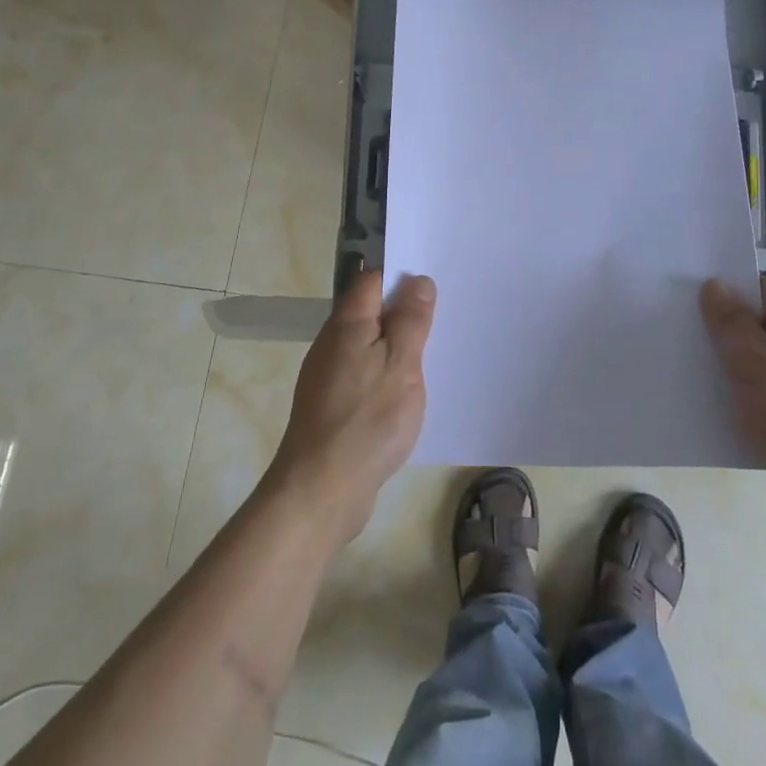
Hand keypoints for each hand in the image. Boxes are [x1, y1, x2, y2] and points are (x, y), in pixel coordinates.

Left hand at [268, 270, 435, 546]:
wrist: (321, 489)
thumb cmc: (367, 419)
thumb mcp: (401, 363)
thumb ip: (410, 320)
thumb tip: (416, 280)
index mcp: (347, 324)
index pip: (373, 280)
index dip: (402, 276)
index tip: (435, 283)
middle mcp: (332, 343)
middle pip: (370, 312)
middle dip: (403, 312)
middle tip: (443, 319)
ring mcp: (328, 376)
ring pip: (368, 346)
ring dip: (396, 346)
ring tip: (432, 355)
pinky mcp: (331, 406)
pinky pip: (363, 375)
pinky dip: (385, 375)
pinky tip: (405, 393)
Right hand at [700, 277, 765, 544]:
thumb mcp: (752, 359)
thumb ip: (730, 321)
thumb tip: (716, 285)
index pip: (762, 290)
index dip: (728, 291)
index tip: (692, 301)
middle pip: (764, 328)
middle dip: (728, 333)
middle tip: (688, 338)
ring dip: (737, 371)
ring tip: (698, 375)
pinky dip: (752, 401)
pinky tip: (726, 412)